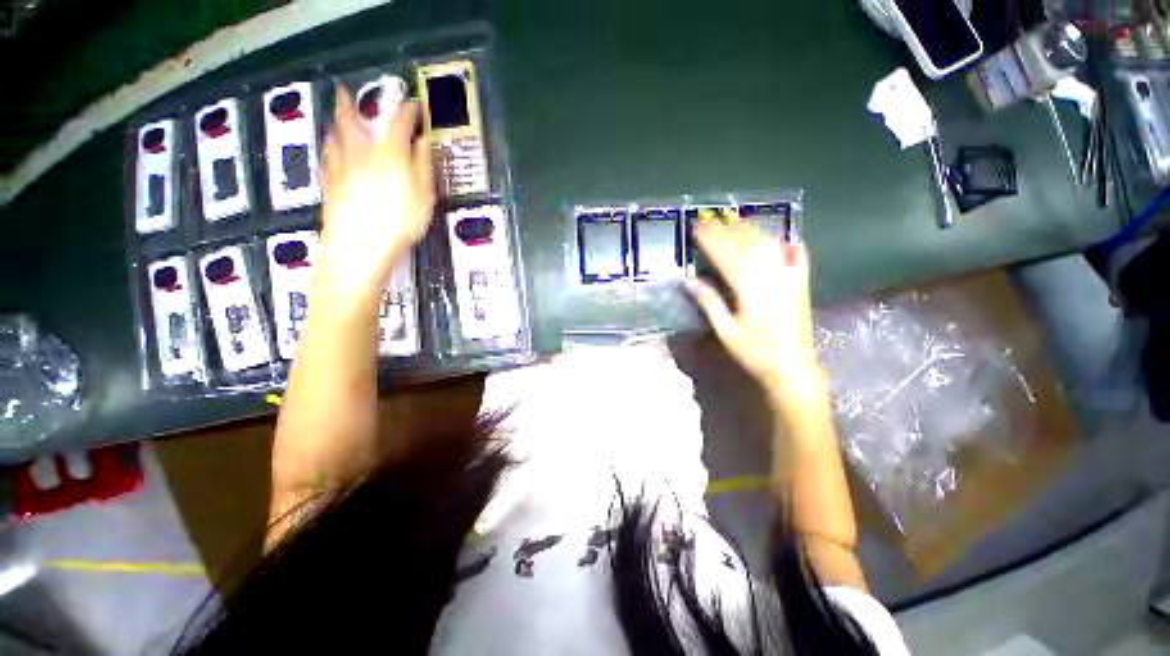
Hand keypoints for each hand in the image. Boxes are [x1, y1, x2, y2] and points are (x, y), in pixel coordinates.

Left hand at [317, 87, 434, 309]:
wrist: (360, 247)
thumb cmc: (397, 224)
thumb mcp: (424, 196)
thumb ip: (423, 166)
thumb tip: (423, 144)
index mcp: (388, 155)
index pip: (399, 123)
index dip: (407, 111)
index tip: (414, 107)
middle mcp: (361, 156)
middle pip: (354, 123)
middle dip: (352, 106)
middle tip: (345, 92)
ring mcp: (342, 171)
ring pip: (335, 140)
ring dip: (336, 125)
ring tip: (334, 118)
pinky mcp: (331, 189)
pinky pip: (327, 163)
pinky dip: (329, 153)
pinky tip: (328, 153)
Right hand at [686, 220, 827, 416]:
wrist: (794, 368)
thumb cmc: (755, 353)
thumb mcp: (726, 332)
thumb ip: (709, 303)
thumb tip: (689, 279)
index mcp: (750, 288)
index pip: (726, 255)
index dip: (710, 240)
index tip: (696, 228)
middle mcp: (772, 276)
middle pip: (746, 244)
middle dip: (725, 230)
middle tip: (708, 219)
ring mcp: (790, 277)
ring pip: (769, 244)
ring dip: (750, 230)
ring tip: (733, 221)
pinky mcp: (802, 283)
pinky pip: (797, 255)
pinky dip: (788, 242)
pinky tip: (783, 236)